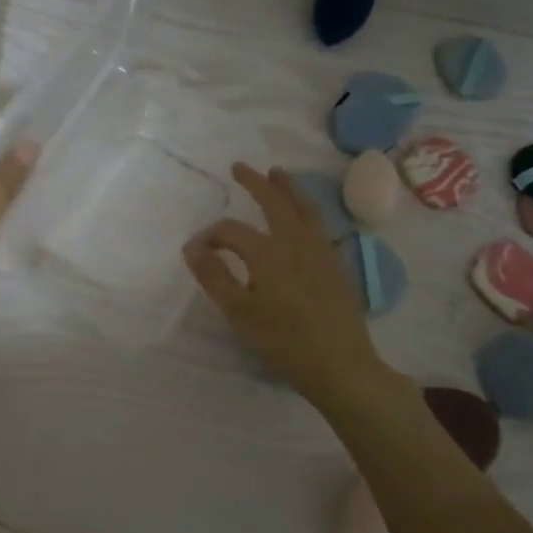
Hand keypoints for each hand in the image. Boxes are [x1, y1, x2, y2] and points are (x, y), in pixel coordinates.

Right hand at [183, 164, 386, 403]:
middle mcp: (295, 240)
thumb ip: (214, 276)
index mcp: (267, 251)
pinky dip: (305, 208)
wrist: (341, 365)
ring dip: (286, 188)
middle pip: (274, 201)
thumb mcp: (239, 312)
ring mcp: (320, 249)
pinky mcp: (336, 263)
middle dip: (254, 182)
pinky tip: (302, 216)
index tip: (193, 252)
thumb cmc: (283, 341)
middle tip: (239, 167)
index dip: (208, 237)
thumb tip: (191, 247)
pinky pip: (318, 223)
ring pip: (303, 207)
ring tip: (276, 173)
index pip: (229, 231)